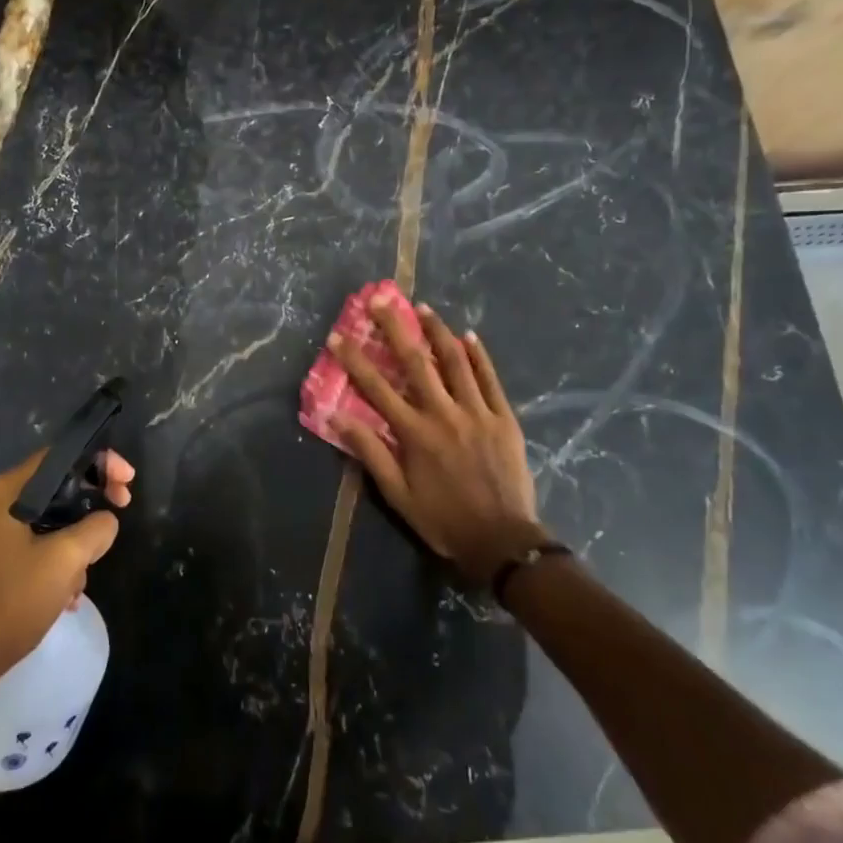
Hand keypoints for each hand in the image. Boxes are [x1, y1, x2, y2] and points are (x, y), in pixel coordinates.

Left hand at [0, 449, 133, 687]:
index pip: (60, 456)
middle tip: (120, 513)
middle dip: (91, 504)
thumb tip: (106, 521)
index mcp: (7, 491)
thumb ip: (96, 528)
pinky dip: (59, 559)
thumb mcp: (66, 559)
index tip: (127, 483)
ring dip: (76, 542)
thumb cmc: (14, 599)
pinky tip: (67, 594)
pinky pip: (39, 542)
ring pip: (52, 518)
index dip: (100, 462)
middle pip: (58, 485)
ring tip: (81, 577)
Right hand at [329, 295, 544, 587]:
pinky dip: (478, 355)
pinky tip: (469, 335)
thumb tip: (338, 417)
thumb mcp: (397, 494)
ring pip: (455, 362)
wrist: (503, 541)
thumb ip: (370, 452)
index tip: (337, 335)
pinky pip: (490, 379)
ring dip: (437, 332)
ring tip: (422, 307)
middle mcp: (444, 413)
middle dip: (394, 328)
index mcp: (415, 433)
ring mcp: (478, 412)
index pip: (376, 387)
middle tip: (380, 300)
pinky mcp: (505, 418)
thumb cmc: (443, 519)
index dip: (354, 359)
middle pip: (415, 362)